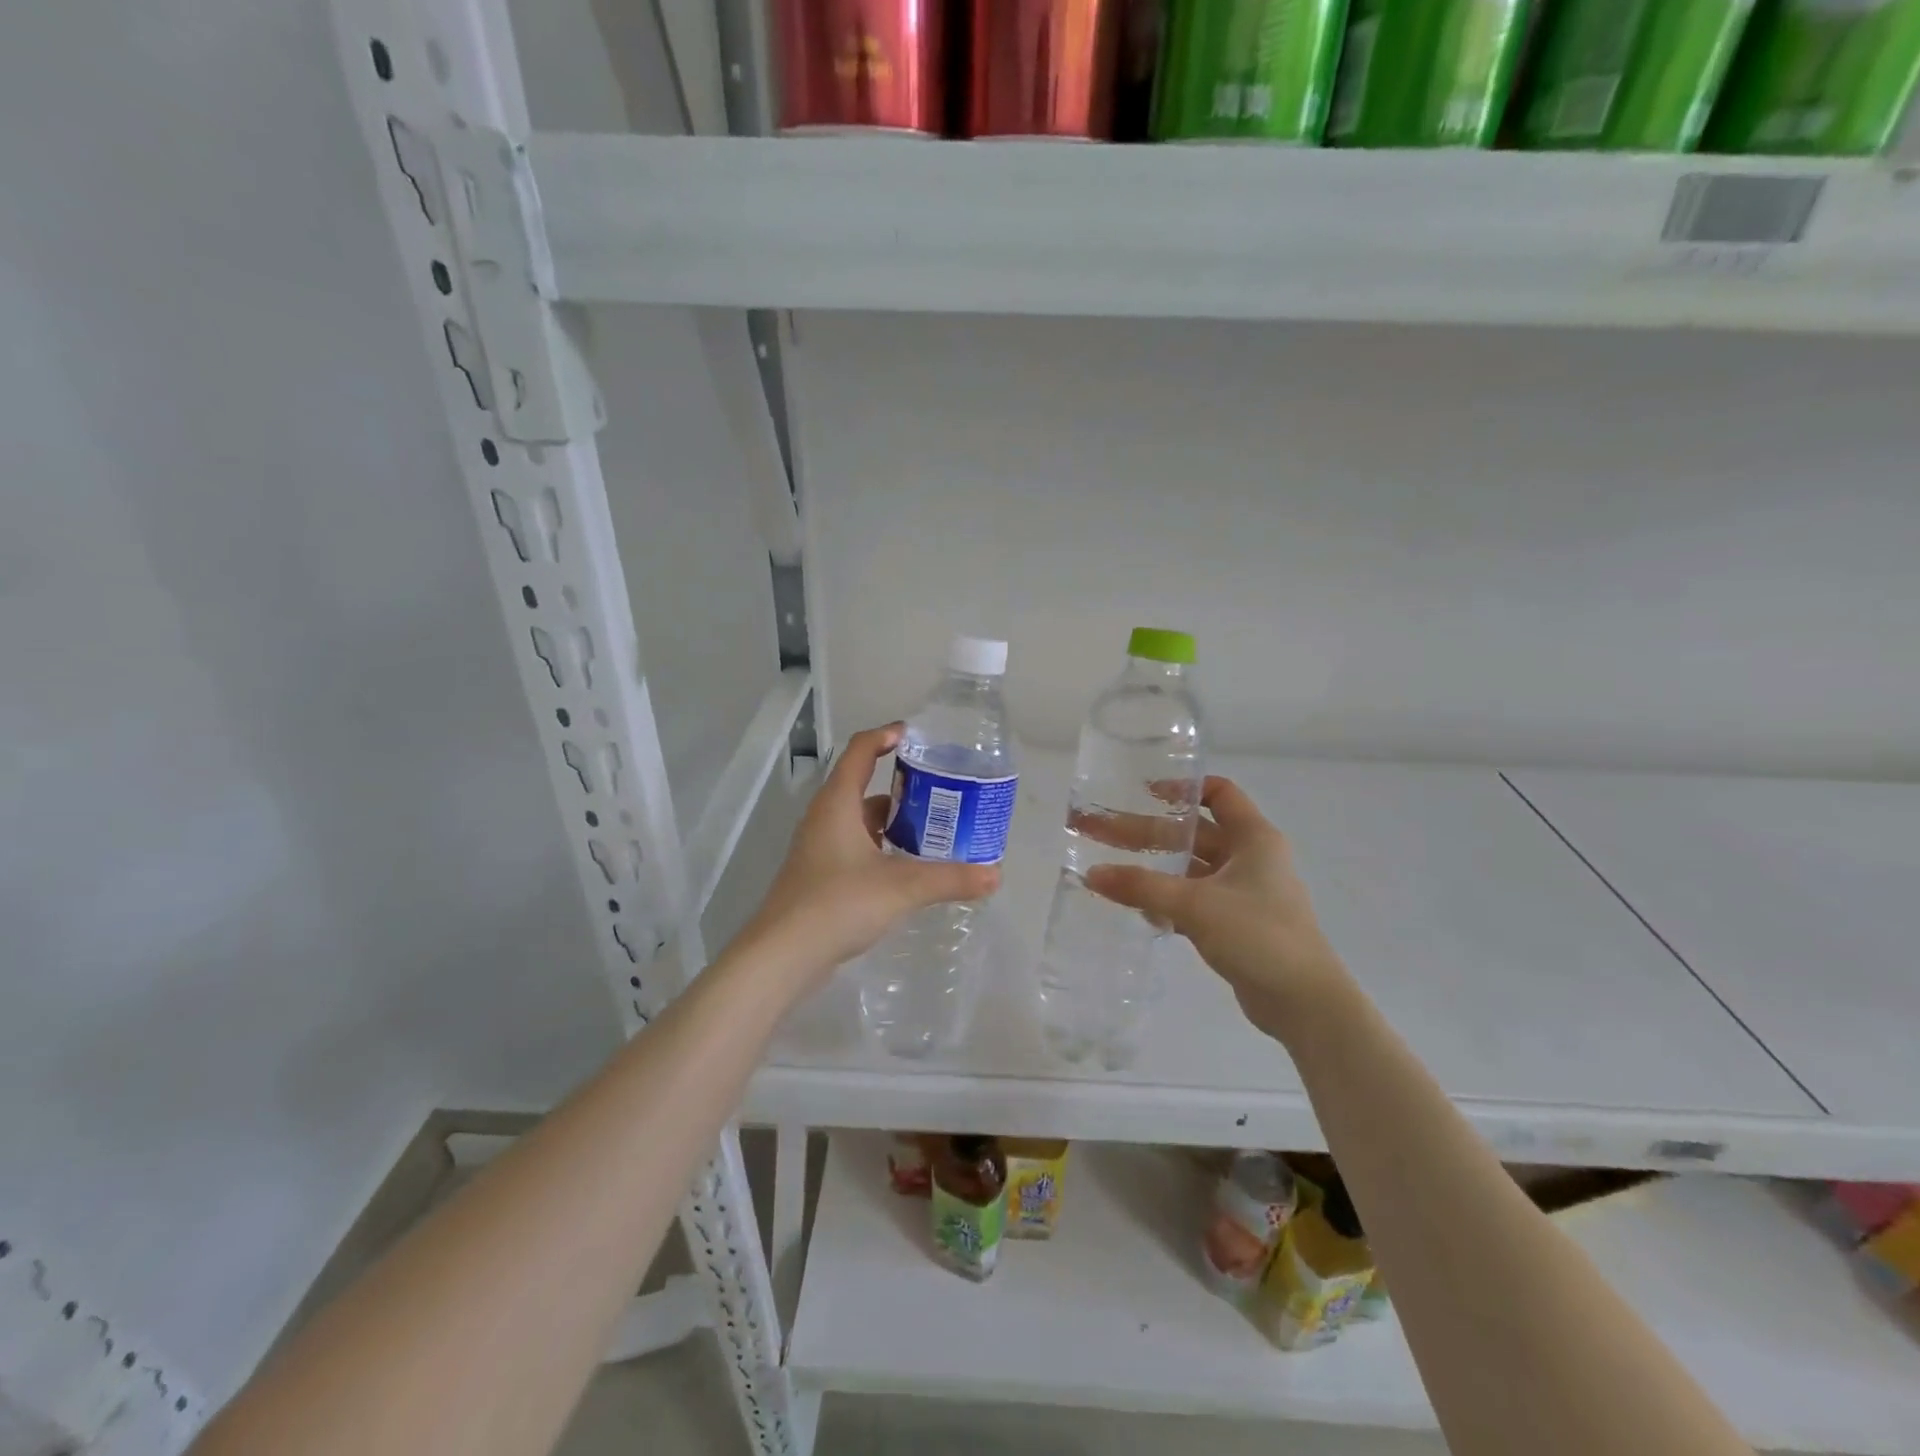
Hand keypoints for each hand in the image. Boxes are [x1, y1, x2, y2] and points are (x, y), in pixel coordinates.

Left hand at [744, 723, 1000, 979]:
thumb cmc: (838, 904)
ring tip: (931, 830)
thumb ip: (949, 878)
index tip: (915, 736)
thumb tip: (994, 875)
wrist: (783, 956)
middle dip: (900, 786)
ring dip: (891, 821)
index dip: (885, 735)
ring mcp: (819, 849)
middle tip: (940, 791)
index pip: (860, 750)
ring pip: (860, 821)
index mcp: (838, 804)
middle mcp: (825, 819)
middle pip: (862, 786)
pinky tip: (906, 868)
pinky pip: (856, 848)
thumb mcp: (901, 887)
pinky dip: (881, 849)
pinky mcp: (819, 877)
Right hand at [1085, 777, 1350, 1044]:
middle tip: (1100, 830)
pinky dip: (1167, 900)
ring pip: (1191, 868)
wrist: (1304, 1003)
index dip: (1182, 788)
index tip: (1143, 793)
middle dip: (1147, 831)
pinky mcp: (1236, 924)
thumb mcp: (1195, 905)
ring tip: (1110, 867)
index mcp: (1253, 838)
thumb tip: (1091, 874)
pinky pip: (1194, 900)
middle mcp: (1251, 858)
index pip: (1219, 793)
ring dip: (1154, 867)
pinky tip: (1136, 907)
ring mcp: (1244, 893)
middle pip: (1194, 833)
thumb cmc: (1258, 935)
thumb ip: (1142, 887)